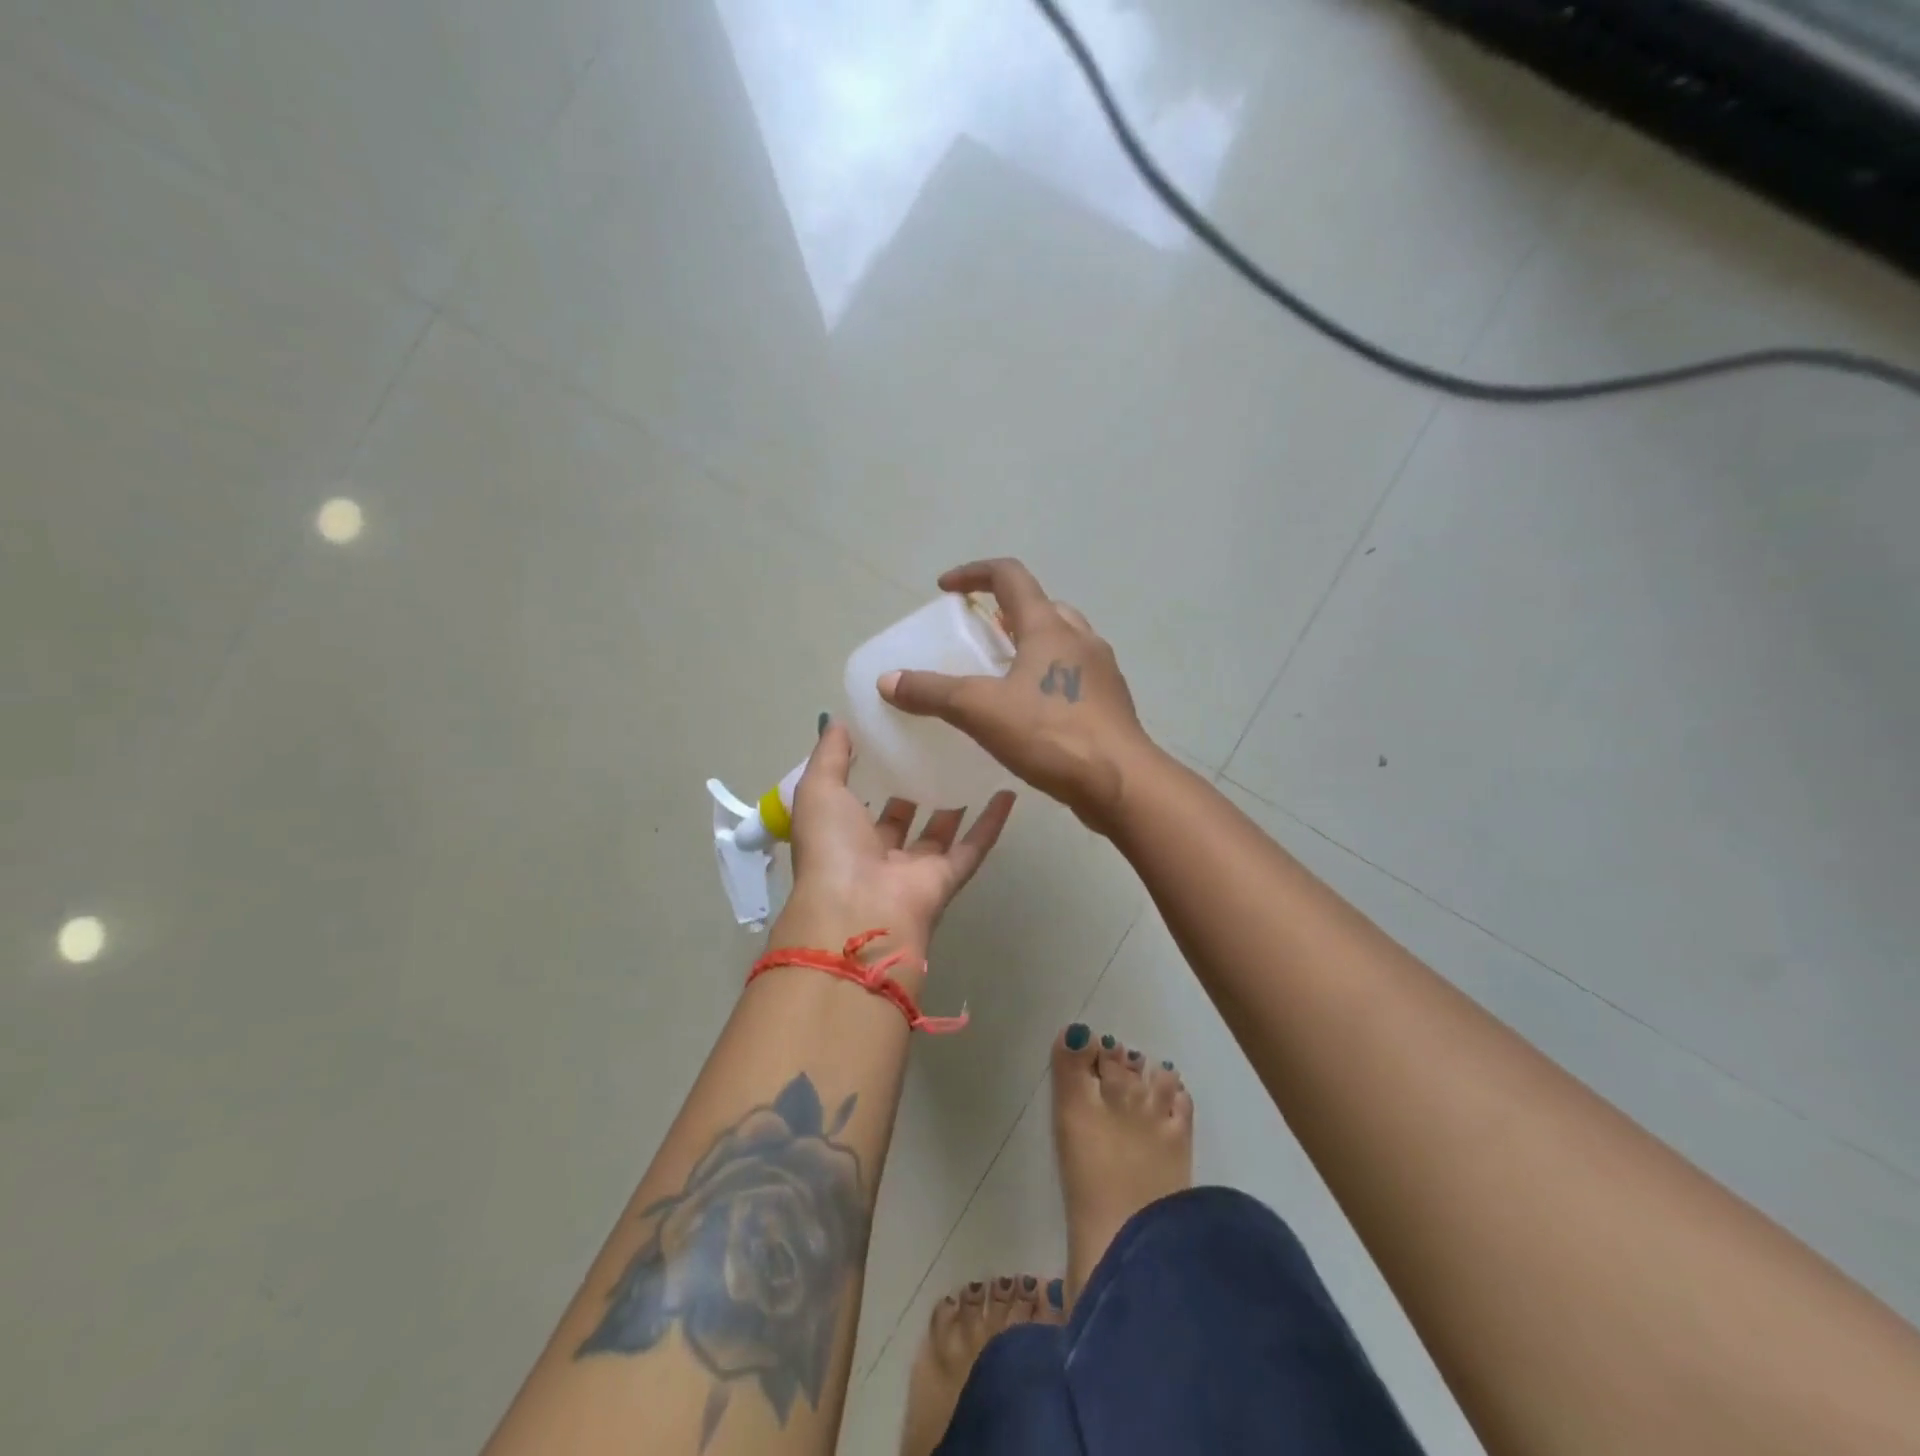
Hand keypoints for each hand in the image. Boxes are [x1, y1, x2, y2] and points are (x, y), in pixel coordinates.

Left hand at [770, 720, 1015, 960]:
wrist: (857, 911)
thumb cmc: (832, 847)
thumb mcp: (818, 789)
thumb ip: (830, 756)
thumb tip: (840, 722)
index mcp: (842, 835)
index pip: (859, 802)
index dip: (873, 773)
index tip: (893, 738)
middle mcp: (877, 853)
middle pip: (901, 817)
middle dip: (914, 786)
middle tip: (937, 746)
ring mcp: (914, 869)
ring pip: (939, 832)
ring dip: (954, 802)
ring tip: (972, 762)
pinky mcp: (946, 879)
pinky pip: (972, 847)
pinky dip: (990, 823)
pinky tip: (1007, 792)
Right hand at [878, 559, 1155, 833]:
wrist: (1121, 783)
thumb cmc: (1052, 735)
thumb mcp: (981, 710)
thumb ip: (933, 693)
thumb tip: (888, 681)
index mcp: (1049, 627)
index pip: (1010, 576)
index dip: (974, 573)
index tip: (946, 589)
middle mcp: (1080, 639)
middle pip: (1039, 606)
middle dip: (1005, 612)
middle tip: (978, 635)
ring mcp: (1101, 671)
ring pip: (1060, 641)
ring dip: (1028, 645)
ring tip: (1000, 674)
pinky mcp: (1109, 703)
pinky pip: (1072, 675)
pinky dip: (1046, 677)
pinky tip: (1029, 713)